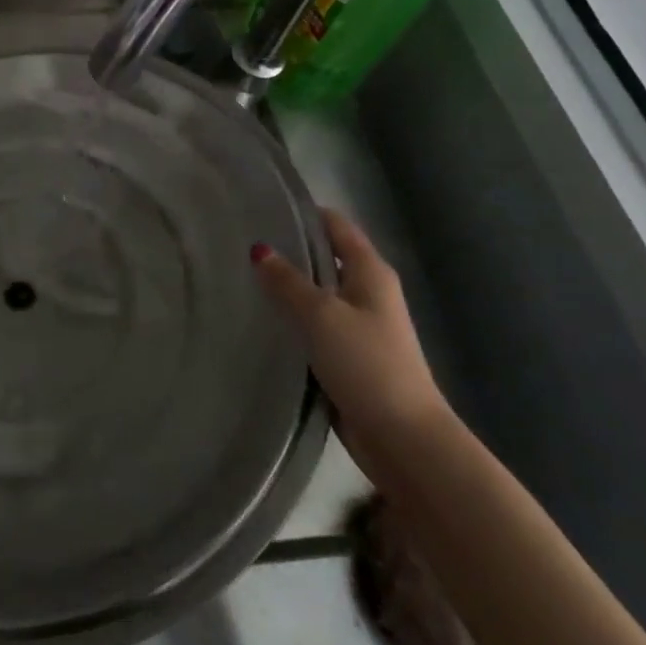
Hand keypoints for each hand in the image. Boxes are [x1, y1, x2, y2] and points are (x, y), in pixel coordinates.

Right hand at [251, 209, 448, 457]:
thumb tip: (259, 249)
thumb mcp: (320, 314)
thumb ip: (287, 281)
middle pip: (327, 257)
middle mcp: (369, 292)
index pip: (336, 226)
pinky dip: (294, 318)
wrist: (403, 438)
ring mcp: (361, 326)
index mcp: (370, 272)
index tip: (263, 206)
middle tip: (242, 241)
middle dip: (290, 249)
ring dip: (289, 286)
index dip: (304, 213)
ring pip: (319, 293)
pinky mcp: (350, 356)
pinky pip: (316, 325)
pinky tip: (263, 319)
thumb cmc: (366, 363)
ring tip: (243, 275)